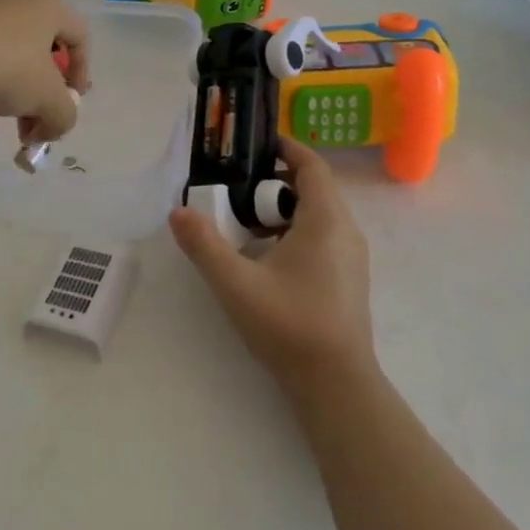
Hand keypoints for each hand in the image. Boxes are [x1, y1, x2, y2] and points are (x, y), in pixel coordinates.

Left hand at [0, 0, 90, 143]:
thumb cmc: (4, 69)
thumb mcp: (48, 101)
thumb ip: (64, 116)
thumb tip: (53, 127)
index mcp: (48, 8)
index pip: (80, 37)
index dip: (82, 73)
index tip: (71, 103)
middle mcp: (17, 3)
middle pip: (40, 54)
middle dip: (39, 96)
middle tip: (32, 125)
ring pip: (8, 61)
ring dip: (8, 94)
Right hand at [169, 140, 375, 395]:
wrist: (337, 385)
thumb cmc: (290, 325)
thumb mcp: (236, 283)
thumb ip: (204, 245)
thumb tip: (178, 212)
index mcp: (326, 220)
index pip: (312, 165)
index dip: (286, 148)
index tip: (255, 144)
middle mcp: (346, 231)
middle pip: (313, 188)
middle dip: (274, 182)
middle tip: (236, 189)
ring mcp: (351, 257)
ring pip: (317, 215)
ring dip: (283, 210)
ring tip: (244, 224)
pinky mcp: (348, 278)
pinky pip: (322, 237)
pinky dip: (294, 232)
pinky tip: (265, 258)